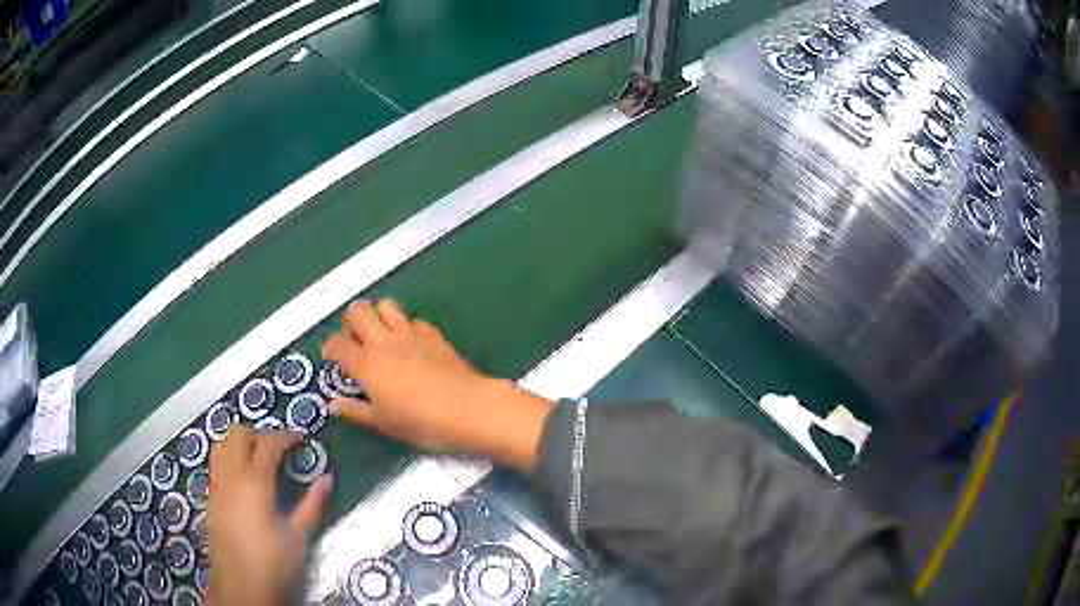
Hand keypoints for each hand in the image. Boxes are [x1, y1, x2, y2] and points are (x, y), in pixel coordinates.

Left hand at [208, 427, 331, 605]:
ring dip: (239, 444)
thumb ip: (312, 504)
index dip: (286, 435)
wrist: (240, 586)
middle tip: (278, 451)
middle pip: (238, 434)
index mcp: (255, 481)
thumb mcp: (298, 535)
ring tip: (257, 461)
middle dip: (259, 435)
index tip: (301, 438)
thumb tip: (328, 479)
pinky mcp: (210, 497)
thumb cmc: (273, 562)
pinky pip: (216, 464)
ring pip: (221, 444)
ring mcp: (216, 485)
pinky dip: (229, 460)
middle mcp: (231, 475)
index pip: (268, 442)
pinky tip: (244, 483)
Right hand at [322, 299, 554, 471]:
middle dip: (350, 321)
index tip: (332, 357)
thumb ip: (356, 411)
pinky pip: (414, 320)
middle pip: (357, 311)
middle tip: (355, 340)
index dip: (330, 348)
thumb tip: (335, 405)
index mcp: (365, 363)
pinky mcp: (433, 334)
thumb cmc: (419, 421)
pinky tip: (412, 343)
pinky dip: (408, 327)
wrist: (465, 407)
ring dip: (378, 315)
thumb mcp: (383, 423)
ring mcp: (410, 333)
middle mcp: (383, 341)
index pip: (337, 344)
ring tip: (381, 334)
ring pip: (386, 305)